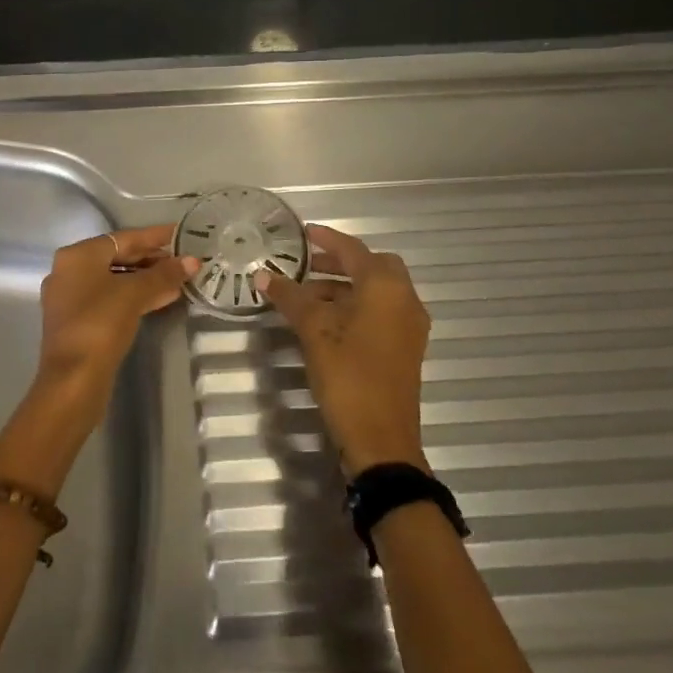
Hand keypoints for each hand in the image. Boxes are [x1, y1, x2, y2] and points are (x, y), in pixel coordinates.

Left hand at [0, 227, 196, 496]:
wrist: (73, 380)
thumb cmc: (100, 324)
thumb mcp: (135, 294)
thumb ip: (164, 274)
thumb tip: (192, 261)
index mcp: (77, 255)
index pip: (123, 238)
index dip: (154, 236)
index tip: (180, 233)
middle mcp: (69, 271)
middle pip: (118, 258)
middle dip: (152, 259)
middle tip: (184, 259)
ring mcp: (71, 298)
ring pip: (115, 280)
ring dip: (147, 280)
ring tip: (180, 280)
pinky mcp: (78, 322)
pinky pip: (111, 299)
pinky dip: (135, 297)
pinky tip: (162, 299)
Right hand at [256, 224, 430, 474]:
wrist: (381, 439)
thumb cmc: (349, 375)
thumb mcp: (314, 331)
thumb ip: (290, 298)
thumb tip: (263, 275)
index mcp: (386, 288)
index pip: (354, 250)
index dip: (327, 239)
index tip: (304, 233)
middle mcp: (405, 300)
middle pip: (372, 267)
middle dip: (340, 263)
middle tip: (307, 266)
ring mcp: (409, 326)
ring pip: (376, 292)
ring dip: (345, 287)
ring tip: (307, 298)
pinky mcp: (405, 348)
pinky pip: (380, 312)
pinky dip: (355, 306)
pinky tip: (327, 322)